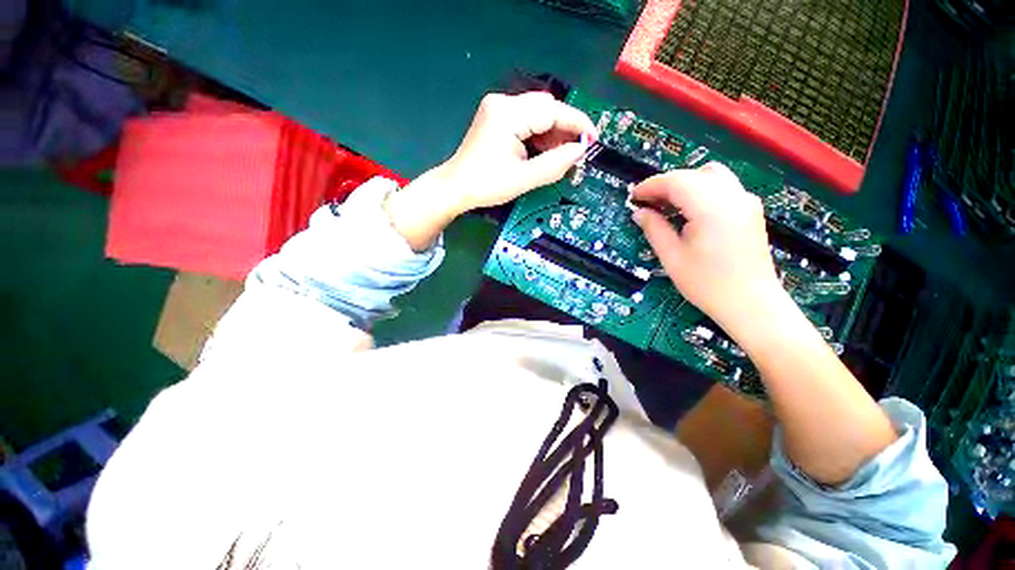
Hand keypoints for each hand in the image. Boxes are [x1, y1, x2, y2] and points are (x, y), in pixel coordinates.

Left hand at [440, 91, 596, 210]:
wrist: (456, 187)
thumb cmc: (486, 186)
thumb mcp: (523, 179)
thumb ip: (554, 165)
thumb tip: (581, 151)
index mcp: (508, 115)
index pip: (552, 111)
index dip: (577, 123)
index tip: (594, 139)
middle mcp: (503, 103)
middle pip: (546, 108)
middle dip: (564, 129)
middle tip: (575, 153)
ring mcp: (498, 108)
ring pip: (538, 113)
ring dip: (552, 133)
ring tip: (559, 157)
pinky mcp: (496, 117)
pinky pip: (527, 120)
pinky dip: (539, 134)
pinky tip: (543, 152)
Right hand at [631, 163, 783, 329]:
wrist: (750, 303)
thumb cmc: (707, 284)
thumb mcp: (672, 257)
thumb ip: (654, 229)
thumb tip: (639, 212)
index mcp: (711, 208)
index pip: (676, 181)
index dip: (651, 186)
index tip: (634, 197)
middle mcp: (732, 196)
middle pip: (693, 174)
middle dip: (666, 184)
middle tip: (647, 204)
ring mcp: (745, 201)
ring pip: (710, 175)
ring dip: (685, 184)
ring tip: (667, 206)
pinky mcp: (750, 210)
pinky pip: (722, 187)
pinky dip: (701, 190)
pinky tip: (690, 212)